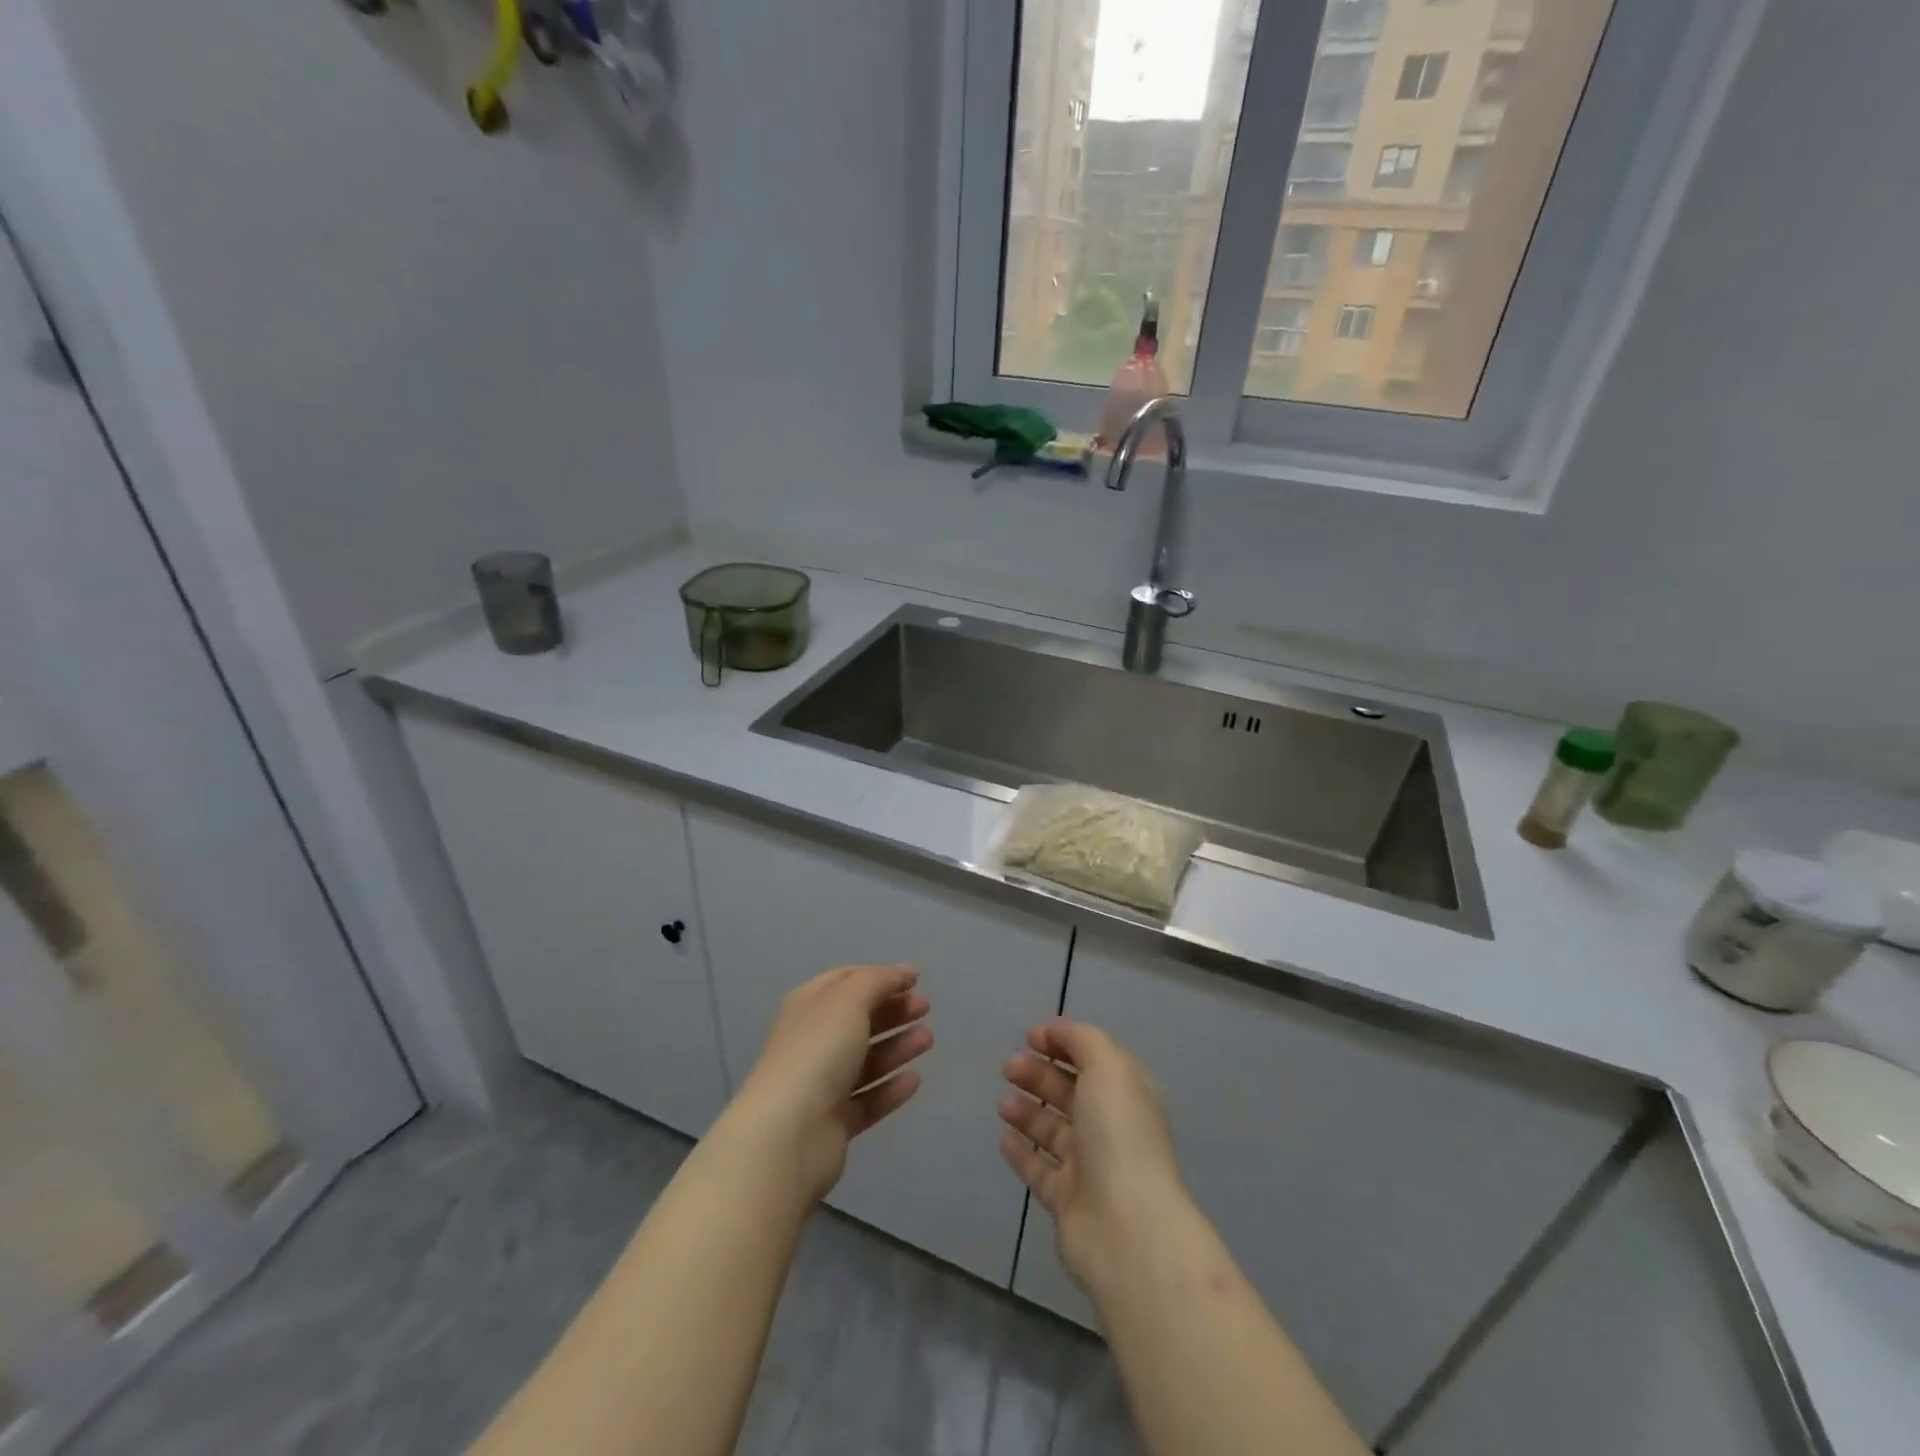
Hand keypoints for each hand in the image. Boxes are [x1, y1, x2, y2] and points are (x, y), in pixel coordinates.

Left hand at [730, 965, 932, 1203]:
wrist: (788, 1136)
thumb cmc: (817, 1053)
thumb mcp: (849, 1000)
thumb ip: (879, 981)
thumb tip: (904, 972)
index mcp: (808, 1006)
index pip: (846, 981)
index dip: (880, 976)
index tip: (916, 979)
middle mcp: (813, 1041)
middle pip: (858, 1019)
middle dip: (893, 1010)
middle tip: (926, 1008)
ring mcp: (822, 1084)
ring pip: (866, 1059)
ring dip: (897, 1046)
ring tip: (928, 1040)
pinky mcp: (834, 1123)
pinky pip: (868, 1099)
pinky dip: (890, 1087)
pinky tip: (914, 1080)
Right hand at [998, 1019, 1191, 1298]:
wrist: (1127, 1228)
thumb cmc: (1119, 1135)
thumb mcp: (1108, 1067)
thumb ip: (1083, 1040)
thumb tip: (1057, 1030)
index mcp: (1127, 1093)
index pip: (1093, 1058)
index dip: (1063, 1043)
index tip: (1030, 1036)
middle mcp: (1110, 1127)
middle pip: (1070, 1092)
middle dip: (1039, 1074)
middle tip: (1008, 1067)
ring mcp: (1090, 1166)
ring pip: (1053, 1129)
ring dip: (1027, 1110)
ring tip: (1003, 1103)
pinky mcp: (1067, 1201)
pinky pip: (1039, 1169)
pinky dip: (1021, 1151)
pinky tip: (1003, 1138)